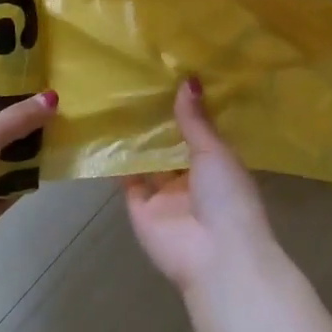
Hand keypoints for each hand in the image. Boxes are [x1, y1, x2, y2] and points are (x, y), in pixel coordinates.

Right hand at [124, 79, 284, 303]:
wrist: (215, 255)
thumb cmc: (227, 197)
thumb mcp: (215, 151)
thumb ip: (196, 120)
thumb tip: (188, 79)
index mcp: (218, 167)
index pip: (200, 134)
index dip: (187, 110)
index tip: (170, 76)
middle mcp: (192, 181)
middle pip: (172, 148)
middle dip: (159, 123)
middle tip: (138, 82)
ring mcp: (165, 197)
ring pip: (148, 163)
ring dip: (137, 141)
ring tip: (117, 101)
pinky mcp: (141, 210)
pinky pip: (127, 182)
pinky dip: (117, 163)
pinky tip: (104, 134)